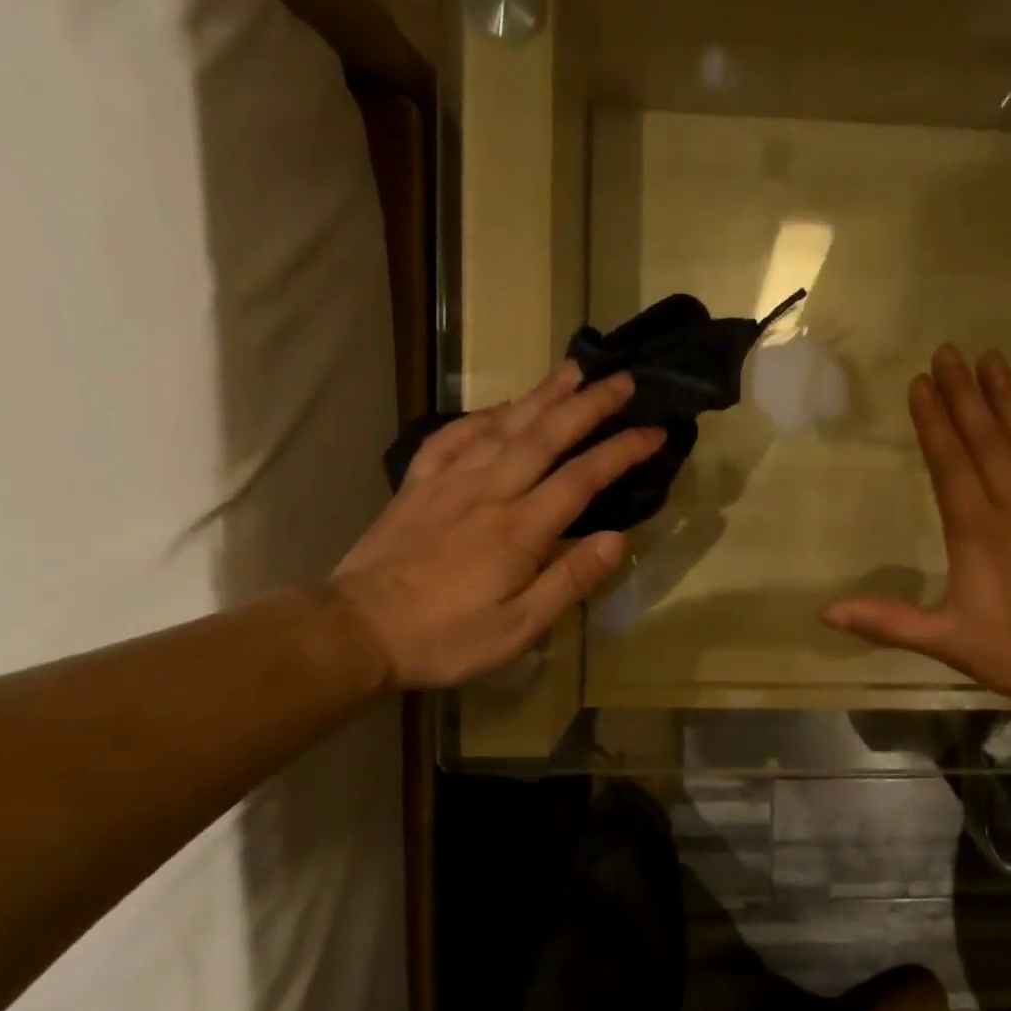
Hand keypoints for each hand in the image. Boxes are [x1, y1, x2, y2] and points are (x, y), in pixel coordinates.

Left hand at [330, 364, 662, 689]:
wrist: (357, 631)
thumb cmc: (446, 637)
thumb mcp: (518, 629)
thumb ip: (568, 581)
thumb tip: (616, 540)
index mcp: (519, 529)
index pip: (582, 478)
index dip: (622, 451)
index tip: (654, 431)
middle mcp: (489, 491)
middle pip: (546, 436)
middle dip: (589, 405)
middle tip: (622, 379)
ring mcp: (449, 482)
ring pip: (503, 426)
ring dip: (541, 396)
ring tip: (572, 372)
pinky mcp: (418, 485)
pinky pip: (452, 437)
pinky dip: (480, 417)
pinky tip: (497, 410)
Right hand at [822, 345, 1010, 718]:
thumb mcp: (942, 640)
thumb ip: (885, 621)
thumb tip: (825, 612)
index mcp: (976, 531)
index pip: (950, 464)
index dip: (933, 422)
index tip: (921, 382)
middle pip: (987, 442)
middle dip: (965, 395)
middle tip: (950, 352)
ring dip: (1010, 403)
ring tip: (995, 361)